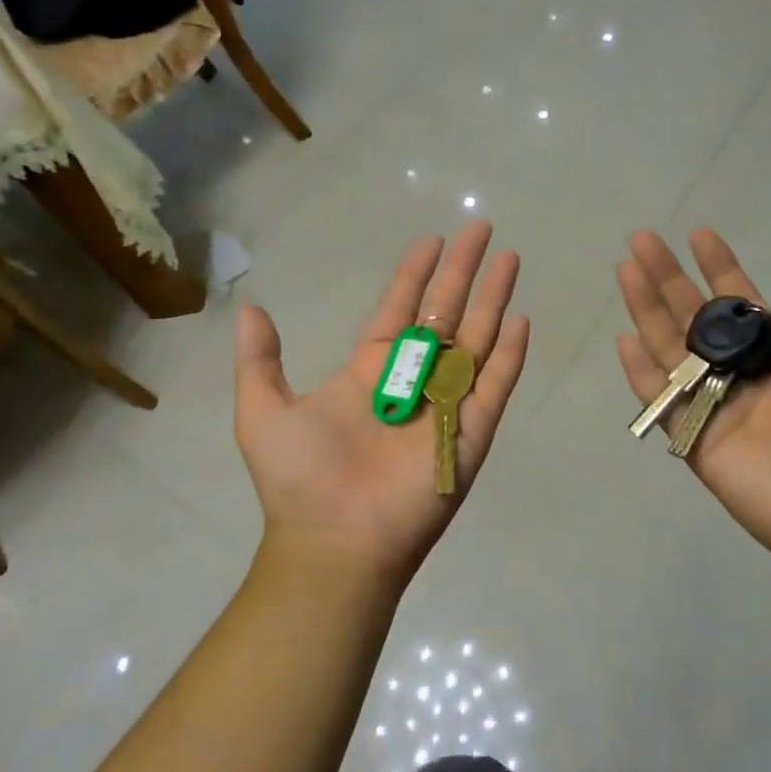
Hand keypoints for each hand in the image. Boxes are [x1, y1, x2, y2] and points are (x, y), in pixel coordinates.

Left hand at [235, 222, 529, 585]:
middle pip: (445, 313)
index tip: (431, 240)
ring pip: (477, 340)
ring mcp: (446, 405)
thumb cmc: (300, 479)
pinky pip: (494, 386)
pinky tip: (520, 319)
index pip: (400, 309)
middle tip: (482, 229)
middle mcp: (413, 380)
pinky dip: (509, 354)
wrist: (334, 542)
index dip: (415, 274)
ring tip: (510, 260)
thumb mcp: (263, 411)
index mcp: (370, 371)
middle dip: (463, 271)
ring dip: (493, 299)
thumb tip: (250, 310)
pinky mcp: (471, 433)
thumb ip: (260, 360)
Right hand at [615, 231, 770, 587]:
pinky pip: (663, 403)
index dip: (719, 269)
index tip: (701, 235)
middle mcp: (744, 379)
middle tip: (642, 240)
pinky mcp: (698, 443)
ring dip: (647, 310)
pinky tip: (624, 340)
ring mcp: (717, 410)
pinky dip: (641, 374)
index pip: (742, 305)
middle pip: (695, 319)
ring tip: (626, 270)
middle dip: (669, 278)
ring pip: (672, 350)